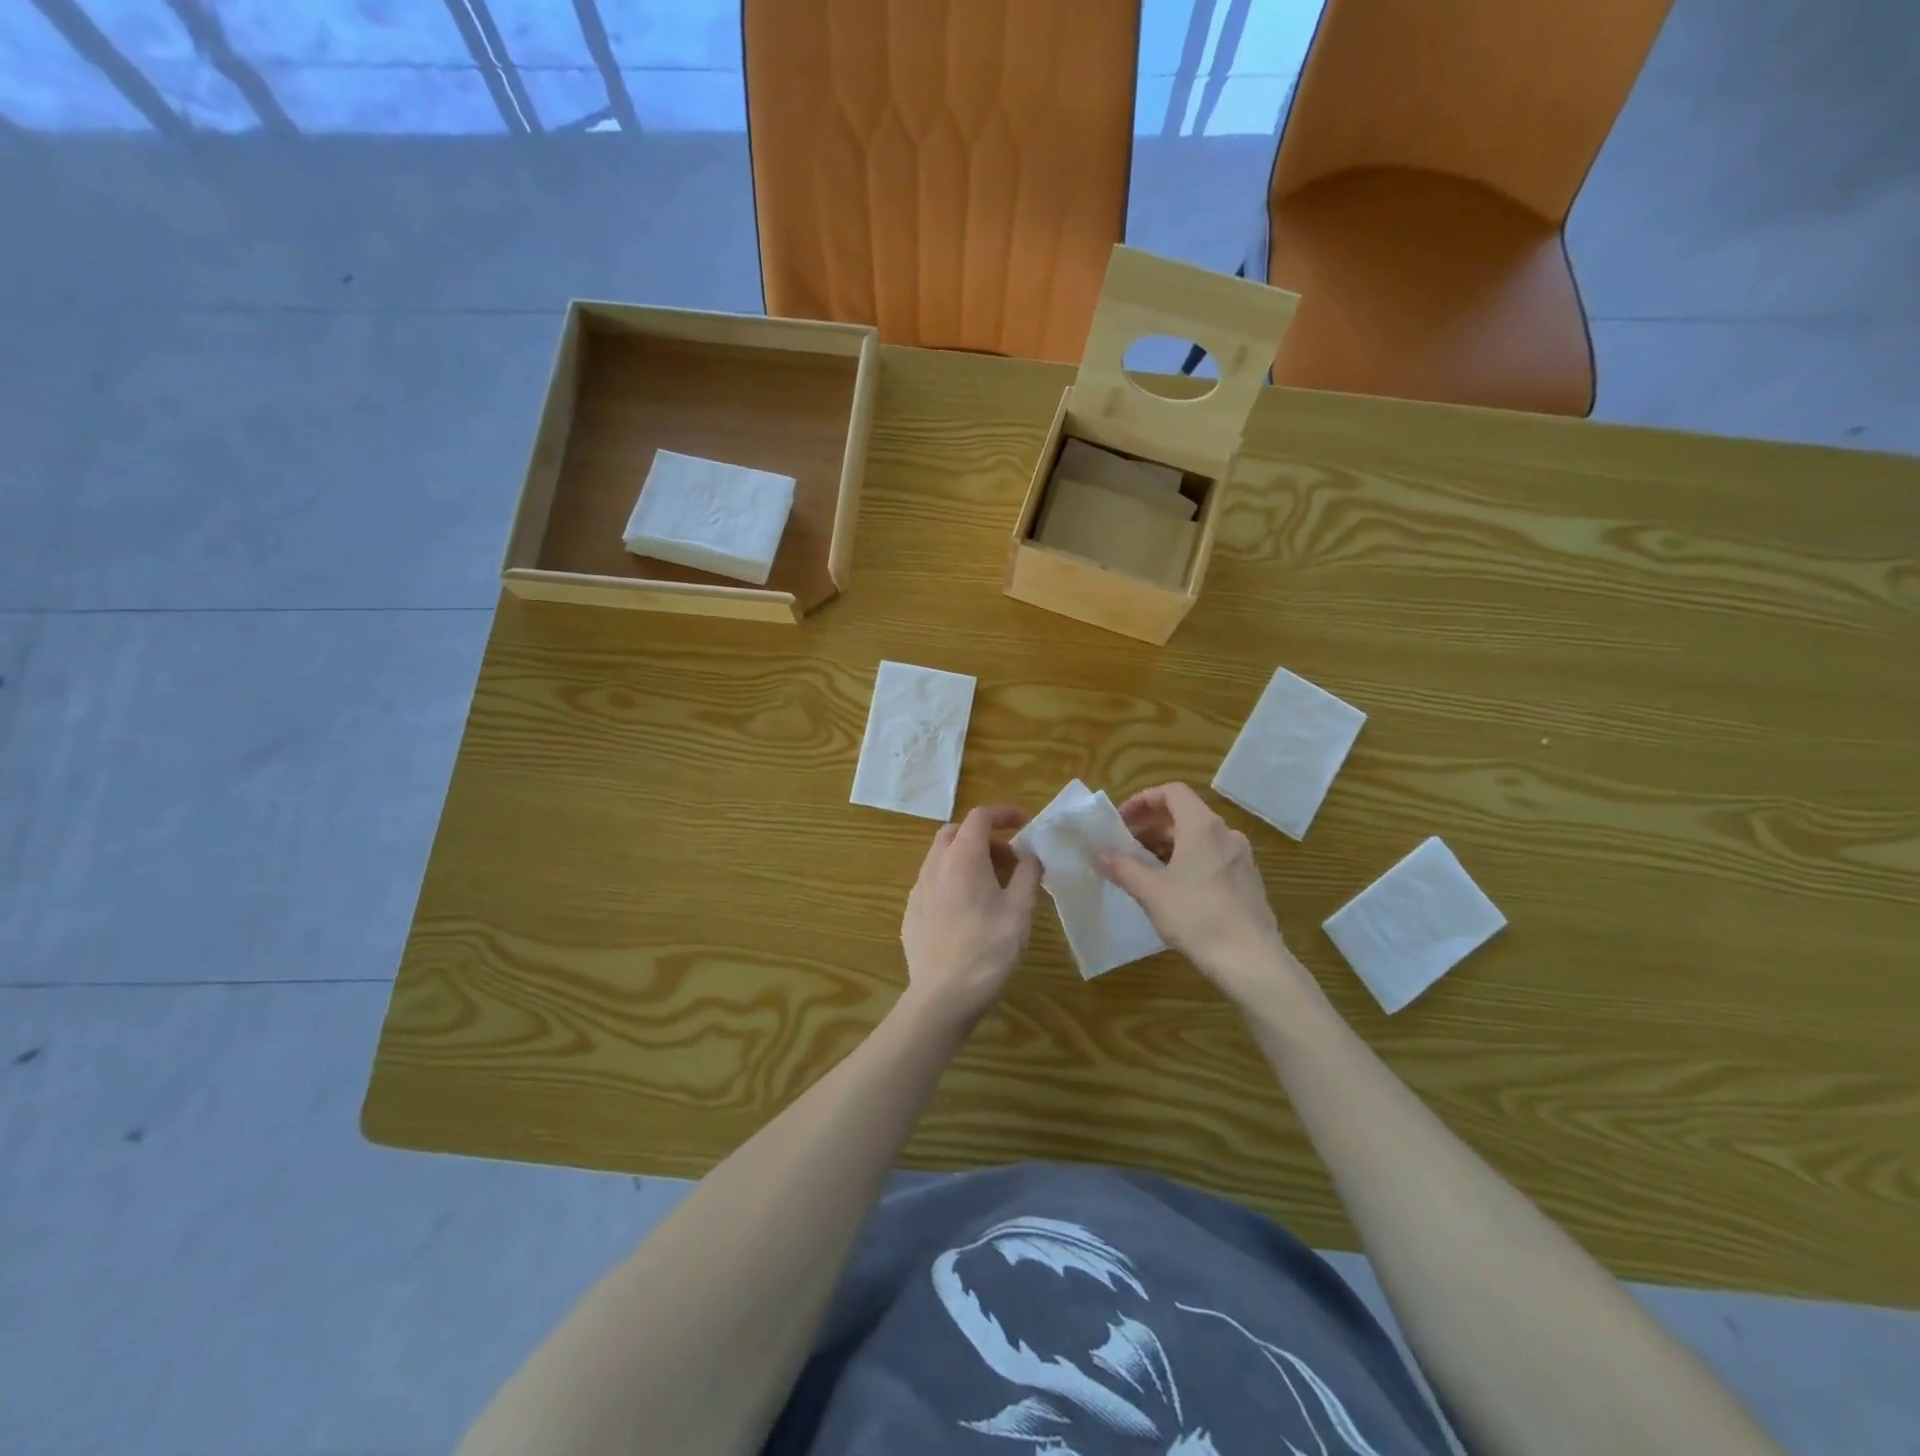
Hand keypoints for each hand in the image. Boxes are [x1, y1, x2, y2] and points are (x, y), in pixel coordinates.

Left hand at [899, 804, 1042, 1031]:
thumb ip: (1028, 874)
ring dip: (968, 859)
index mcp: (963, 857)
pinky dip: (953, 882)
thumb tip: (1030, 855)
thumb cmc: (988, 949)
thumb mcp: (1020, 910)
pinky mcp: (910, 912)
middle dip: (984, 837)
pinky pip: (933, 883)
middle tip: (1009, 860)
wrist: (942, 996)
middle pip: (957, 832)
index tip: (1025, 824)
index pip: (980, 815)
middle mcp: (935, 865)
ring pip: (942, 857)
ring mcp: (918, 889)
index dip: (1004, 813)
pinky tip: (968, 912)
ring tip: (993, 888)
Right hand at [1100, 783, 1316, 1011]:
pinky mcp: (1247, 881)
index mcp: (1202, 827)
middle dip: (1151, 825)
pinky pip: (1212, 857)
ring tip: (1144, 867)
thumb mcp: (1151, 892)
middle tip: (1125, 845)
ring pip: (1198, 837)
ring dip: (1168, 844)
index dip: (1143, 800)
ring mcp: (1240, 857)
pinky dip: (1188, 860)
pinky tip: (1173, 888)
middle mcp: (1225, 834)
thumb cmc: (1197, 917)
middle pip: (1184, 814)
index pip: (1172, 792)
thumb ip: (1123, 868)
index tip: (1121, 821)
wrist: (1251, 960)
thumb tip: (1100, 855)